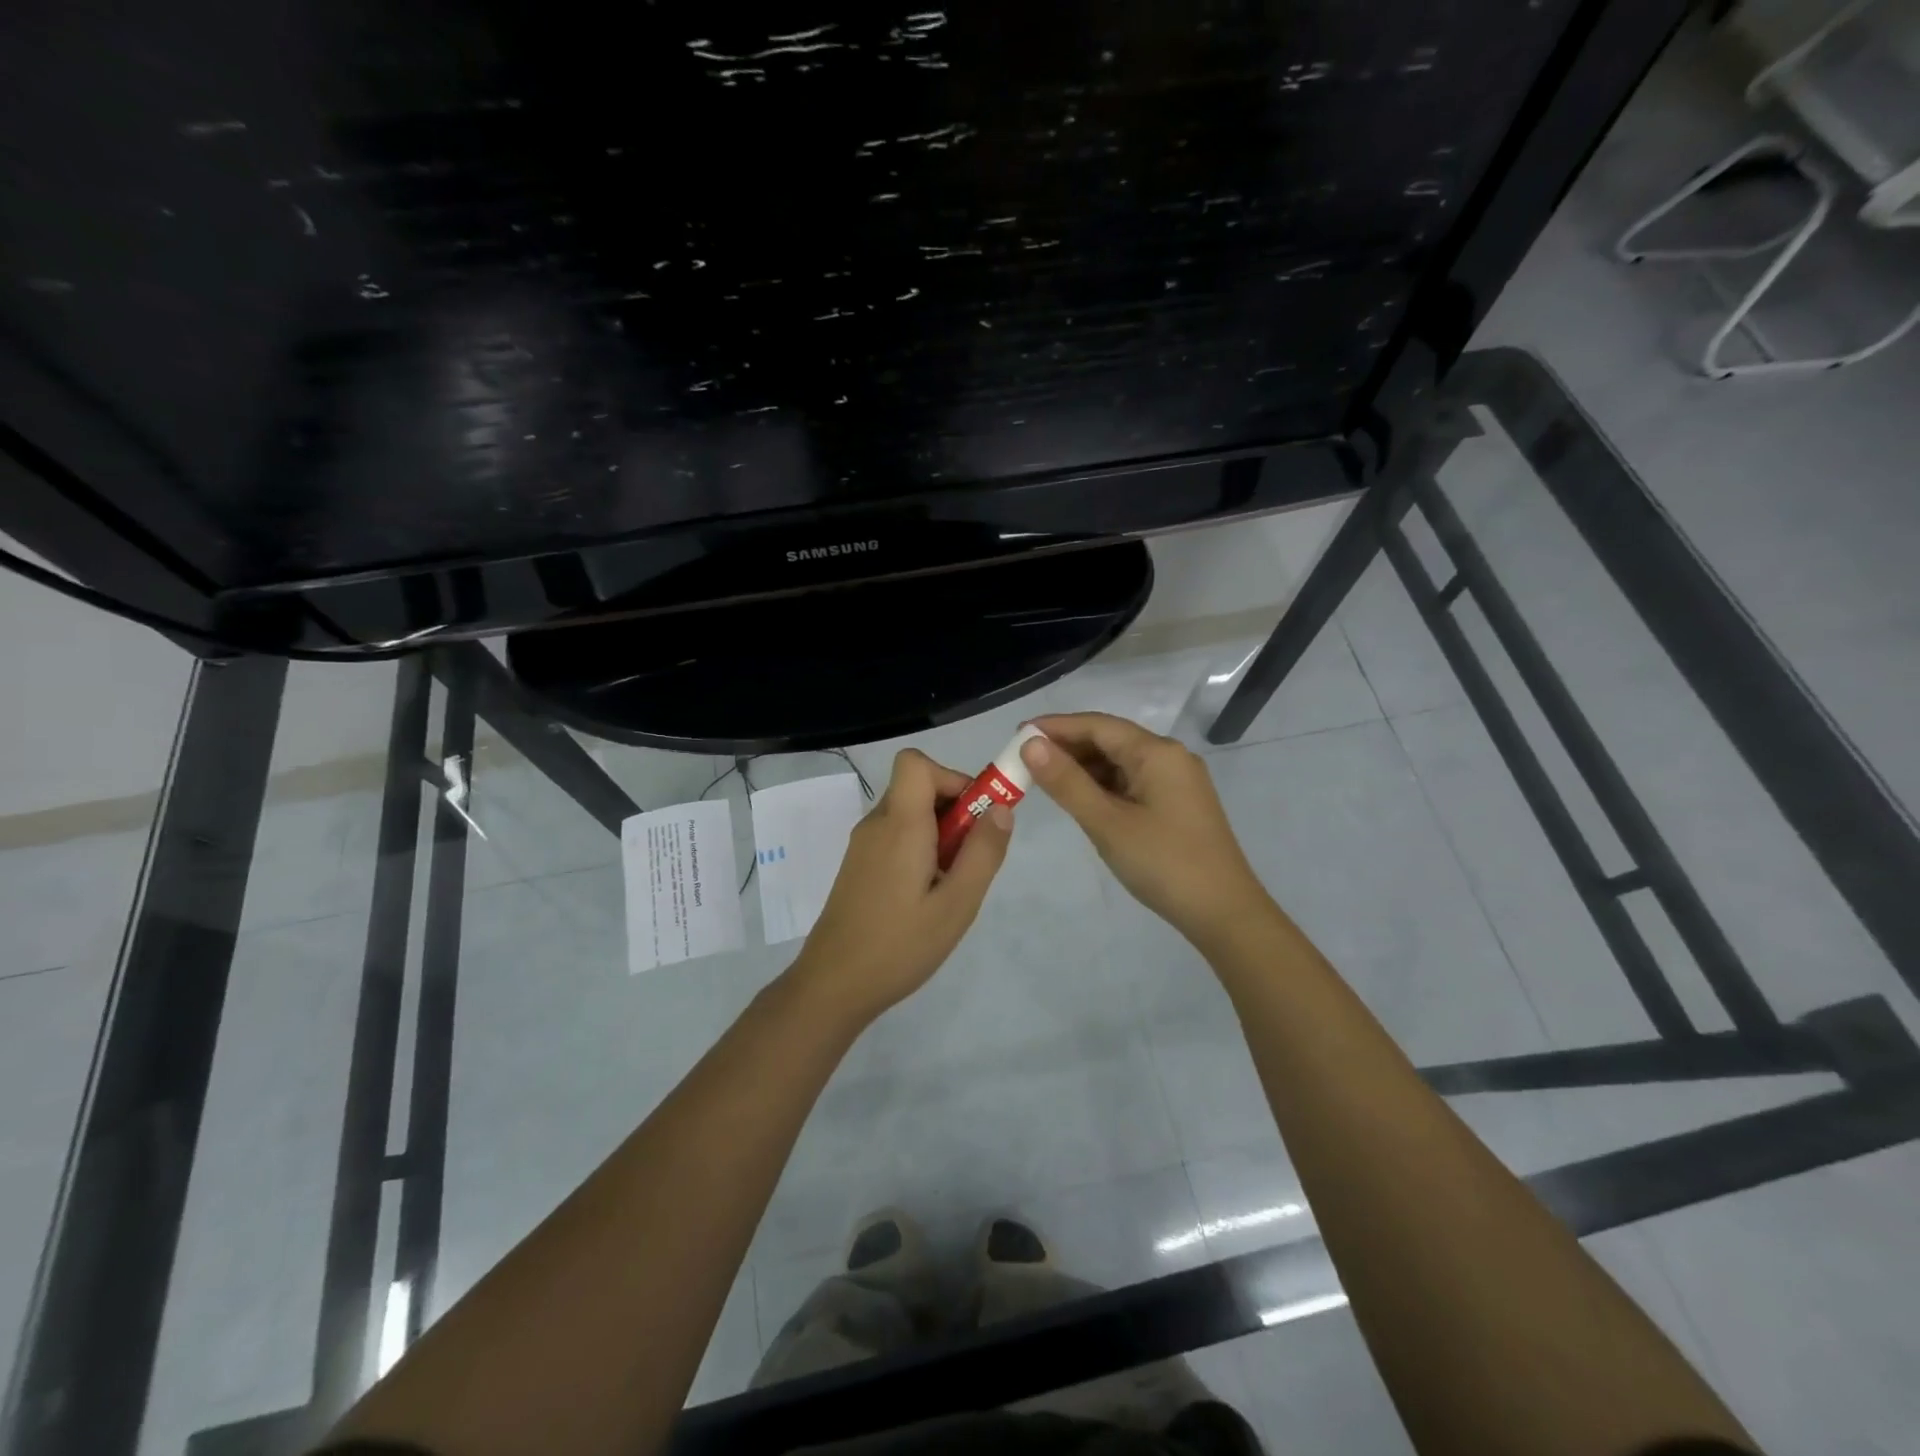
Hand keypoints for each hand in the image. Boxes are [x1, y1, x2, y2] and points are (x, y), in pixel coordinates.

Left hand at [787, 748, 1013, 1025]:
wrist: (833, 985)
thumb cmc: (900, 945)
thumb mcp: (957, 904)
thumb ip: (983, 852)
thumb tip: (1001, 808)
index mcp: (899, 824)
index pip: (915, 762)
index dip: (951, 776)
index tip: (975, 814)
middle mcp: (877, 824)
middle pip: (917, 787)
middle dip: (954, 810)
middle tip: (971, 858)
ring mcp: (863, 845)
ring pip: (909, 814)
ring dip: (939, 833)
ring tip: (951, 884)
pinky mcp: (859, 865)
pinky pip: (896, 837)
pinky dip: (920, 849)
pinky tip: (927, 896)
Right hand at [1024, 713, 1271, 943]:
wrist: (1224, 912)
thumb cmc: (1162, 863)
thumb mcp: (1107, 822)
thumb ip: (1067, 782)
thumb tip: (1031, 743)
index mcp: (1156, 752)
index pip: (1097, 725)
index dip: (1055, 726)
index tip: (1017, 734)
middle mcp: (1170, 756)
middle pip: (1110, 739)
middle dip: (1067, 747)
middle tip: (1024, 760)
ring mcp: (1177, 780)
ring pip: (1120, 762)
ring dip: (1083, 767)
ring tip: (1044, 780)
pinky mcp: (1177, 803)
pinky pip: (1132, 781)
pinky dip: (1102, 785)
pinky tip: (1080, 798)